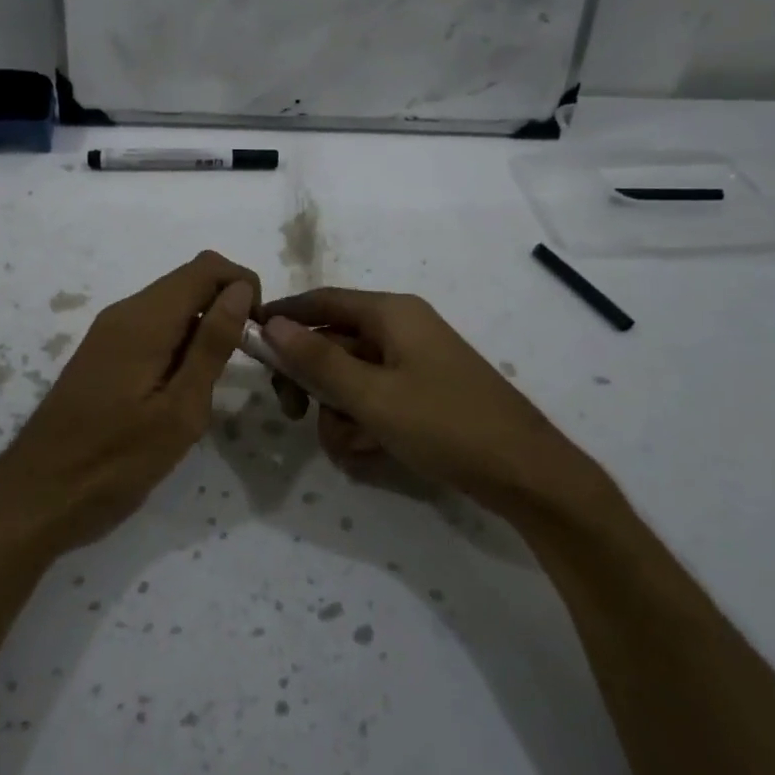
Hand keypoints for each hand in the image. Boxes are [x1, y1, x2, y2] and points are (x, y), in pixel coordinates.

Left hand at [0, 251, 259, 557]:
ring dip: (204, 326)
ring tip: (214, 382)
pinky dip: (180, 342)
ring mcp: (108, 333)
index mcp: (144, 320)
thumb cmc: (115, 462)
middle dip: (227, 306)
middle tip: (244, 362)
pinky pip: (152, 327)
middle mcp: (124, 313)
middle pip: (189, 281)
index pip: (207, 267)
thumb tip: (241, 290)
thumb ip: (212, 345)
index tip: (259, 332)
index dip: (243, 286)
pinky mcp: (102, 354)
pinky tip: (182, 388)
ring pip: (171, 305)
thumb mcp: (179, 410)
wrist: (37, 497)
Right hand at [259, 289, 596, 512]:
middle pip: (333, 342)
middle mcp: (401, 328)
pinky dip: (364, 423)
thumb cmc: (445, 424)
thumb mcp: (372, 395)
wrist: (525, 473)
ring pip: (350, 378)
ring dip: (339, 412)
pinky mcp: (422, 393)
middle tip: (294, 414)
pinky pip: (374, 398)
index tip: (250, 339)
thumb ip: (318, 360)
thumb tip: (272, 324)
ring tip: (353, 445)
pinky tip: (373, 452)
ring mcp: (413, 362)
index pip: (322, 301)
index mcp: (391, 313)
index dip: (284, 316)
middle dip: (312, 381)